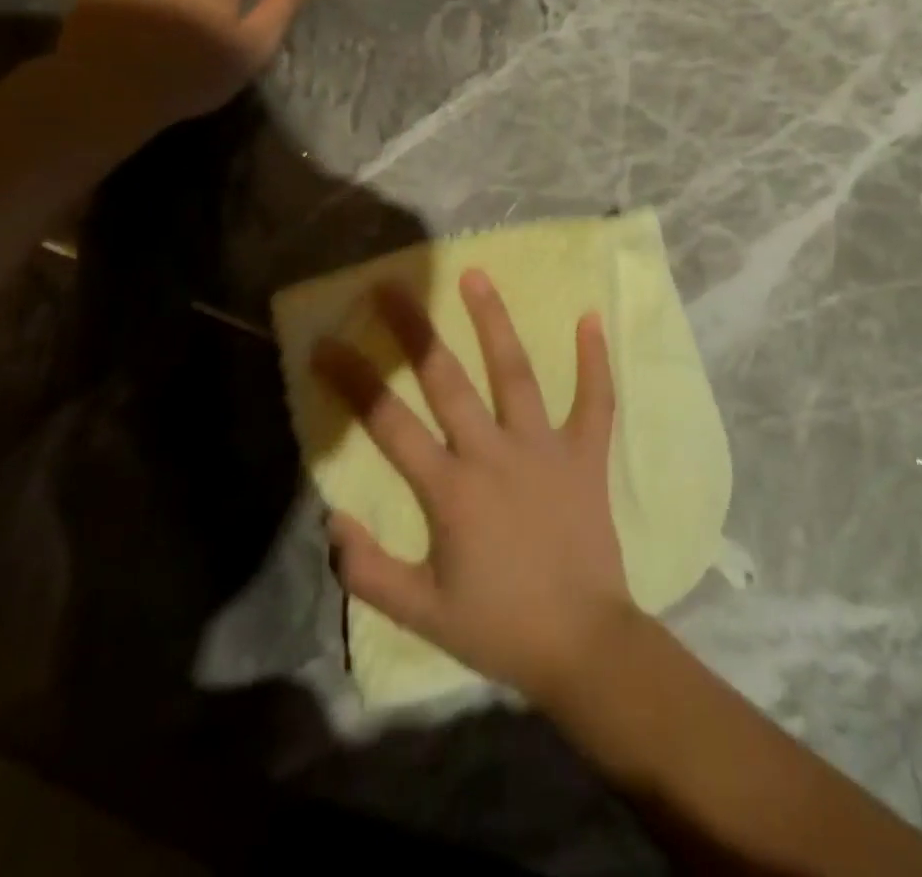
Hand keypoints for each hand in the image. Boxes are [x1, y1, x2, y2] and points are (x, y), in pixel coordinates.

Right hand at [312, 271, 637, 705]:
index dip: (353, 381)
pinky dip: (596, 361)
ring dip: (494, 322)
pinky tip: (591, 318)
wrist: (582, 645)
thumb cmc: (498, 627)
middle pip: (446, 380)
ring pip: (515, 373)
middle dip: (414, 330)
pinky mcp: (585, 454)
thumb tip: (332, 517)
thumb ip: (368, 570)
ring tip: (476, 275)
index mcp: (450, 489)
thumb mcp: (420, 612)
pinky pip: (595, 401)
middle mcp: (494, 453)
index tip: (325, 343)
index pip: (388, 423)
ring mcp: (544, 448)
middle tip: (391, 283)